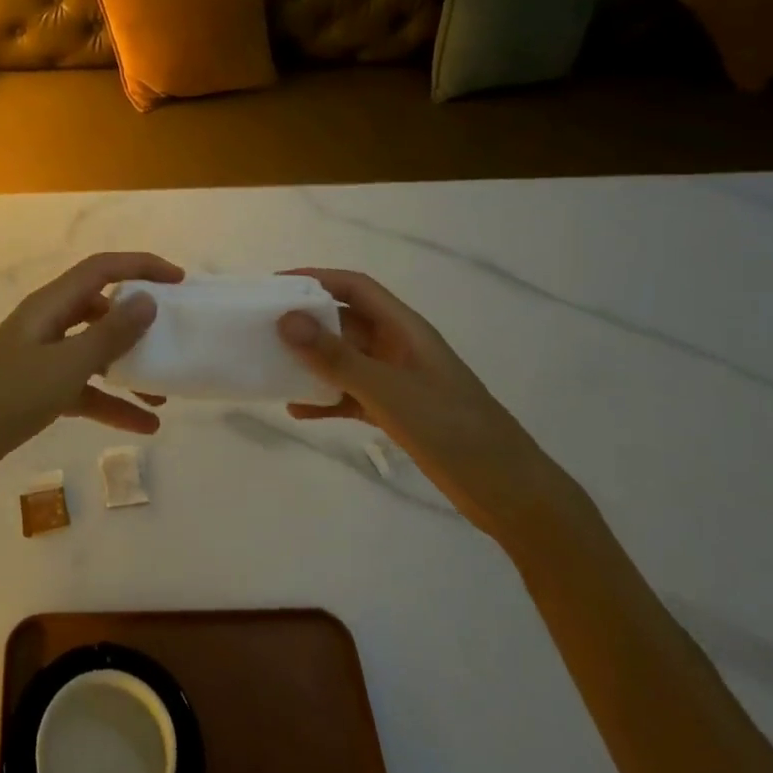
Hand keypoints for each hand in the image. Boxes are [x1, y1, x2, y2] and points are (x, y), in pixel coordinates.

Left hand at [0, 252, 183, 495]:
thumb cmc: (7, 398)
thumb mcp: (66, 366)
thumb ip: (110, 334)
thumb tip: (148, 300)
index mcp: (50, 305)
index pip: (102, 269)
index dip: (141, 267)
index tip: (179, 282)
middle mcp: (46, 324)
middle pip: (100, 309)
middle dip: (138, 322)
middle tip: (173, 338)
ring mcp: (40, 358)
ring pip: (94, 352)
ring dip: (128, 369)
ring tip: (164, 394)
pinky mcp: (36, 390)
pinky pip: (83, 387)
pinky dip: (110, 402)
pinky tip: (142, 425)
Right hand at [276, 268, 579, 544]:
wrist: (509, 493)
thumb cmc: (453, 430)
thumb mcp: (389, 392)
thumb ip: (337, 357)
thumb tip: (285, 319)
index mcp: (405, 329)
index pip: (355, 287)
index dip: (316, 279)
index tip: (274, 287)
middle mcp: (399, 348)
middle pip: (345, 321)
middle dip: (306, 321)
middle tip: (263, 328)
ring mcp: (398, 382)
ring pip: (345, 360)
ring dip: (312, 361)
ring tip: (272, 366)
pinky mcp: (397, 413)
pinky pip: (351, 395)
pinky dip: (325, 398)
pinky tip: (298, 409)